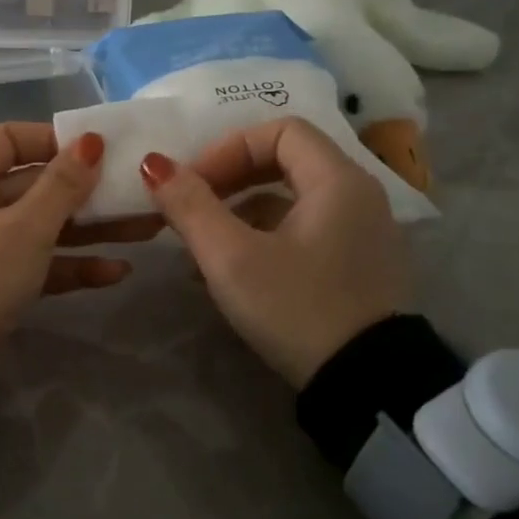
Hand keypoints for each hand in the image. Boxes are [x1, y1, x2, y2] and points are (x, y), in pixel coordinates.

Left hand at [0, 123, 154, 368]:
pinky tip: (116, 271)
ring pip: (39, 224)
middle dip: (86, 193)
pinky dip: (68, 264)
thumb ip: (63, 185)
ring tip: (144, 229)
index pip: (11, 139)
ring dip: (88, 229)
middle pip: (32, 183)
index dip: (57, 141)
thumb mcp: (24, 229)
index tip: (103, 150)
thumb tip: (92, 141)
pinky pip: (33, 259)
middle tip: (137, 192)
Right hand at [139, 116, 412, 388]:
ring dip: (240, 211)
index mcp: (338, 180)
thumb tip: (153, 164)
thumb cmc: (297, 309)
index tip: (193, 184)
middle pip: (285, 160)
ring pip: (290, 199)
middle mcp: (358, 196)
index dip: (228, 148)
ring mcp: (361, 233)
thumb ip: (190, 206)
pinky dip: (263, 237)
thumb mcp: (232, 258)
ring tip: (200, 245)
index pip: (280, 130)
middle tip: (191, 206)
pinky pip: (303, 231)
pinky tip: (229, 272)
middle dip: (229, 178)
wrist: (366, 387)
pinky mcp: (355, 266)